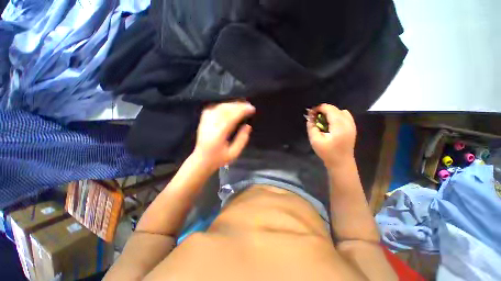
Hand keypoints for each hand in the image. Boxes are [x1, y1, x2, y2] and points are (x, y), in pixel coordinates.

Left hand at [193, 101, 255, 170]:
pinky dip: (222, 105)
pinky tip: (228, 106)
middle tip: (248, 105)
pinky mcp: (203, 120)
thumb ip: (242, 139)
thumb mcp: (234, 153)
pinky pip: (213, 108)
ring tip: (241, 104)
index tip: (252, 109)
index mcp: (219, 134)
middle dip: (238, 105)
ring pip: (219, 107)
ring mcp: (205, 122)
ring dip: (231, 104)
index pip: (231, 117)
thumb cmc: (219, 159)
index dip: (242, 111)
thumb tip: (248, 125)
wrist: (201, 160)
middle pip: (225, 109)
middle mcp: (211, 125)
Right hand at [306, 104, 355, 167]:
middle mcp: (348, 122)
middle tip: (314, 118)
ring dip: (330, 113)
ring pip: (340, 111)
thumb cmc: (327, 153)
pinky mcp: (352, 128)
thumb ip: (311, 127)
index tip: (310, 114)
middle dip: (323, 110)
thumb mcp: (315, 140)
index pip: (329, 109)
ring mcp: (352, 125)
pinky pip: (345, 116)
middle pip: (335, 109)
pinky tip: (331, 124)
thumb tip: (310, 117)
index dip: (318, 108)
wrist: (341, 163)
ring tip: (323, 121)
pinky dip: (337, 116)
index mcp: (339, 125)